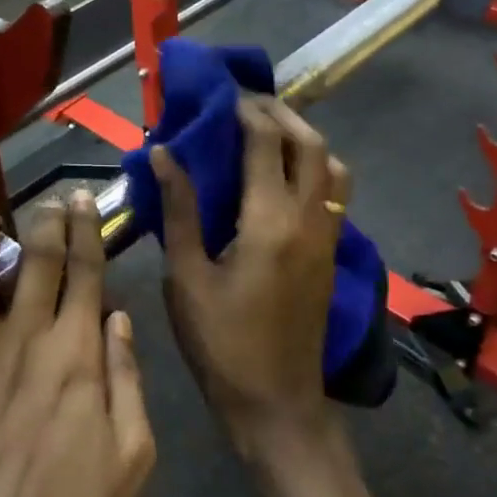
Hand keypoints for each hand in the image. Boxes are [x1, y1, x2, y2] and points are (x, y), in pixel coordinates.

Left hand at [0, 195, 155, 496]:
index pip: (85, 271)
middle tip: (45, 200)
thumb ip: (128, 378)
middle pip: (35, 259)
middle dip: (44, 220)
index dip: (84, 230)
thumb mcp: (133, 457)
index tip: (80, 201)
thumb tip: (118, 316)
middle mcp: (22, 337)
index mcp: (76, 353)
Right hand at [151, 96, 351, 475]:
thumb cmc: (222, 343)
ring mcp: (328, 236)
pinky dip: (315, 167)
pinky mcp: (332, 253)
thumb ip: (179, 210)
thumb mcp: (187, 277)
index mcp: (270, 220)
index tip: (220, 94)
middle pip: (310, 143)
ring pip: (332, 166)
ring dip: (305, 139)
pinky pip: (333, 192)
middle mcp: (309, 218)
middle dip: (280, 114)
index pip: (265, 142)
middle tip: (244, 104)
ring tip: (268, 134)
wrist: (277, 403)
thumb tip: (163, 154)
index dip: (244, 110)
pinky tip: (283, 178)